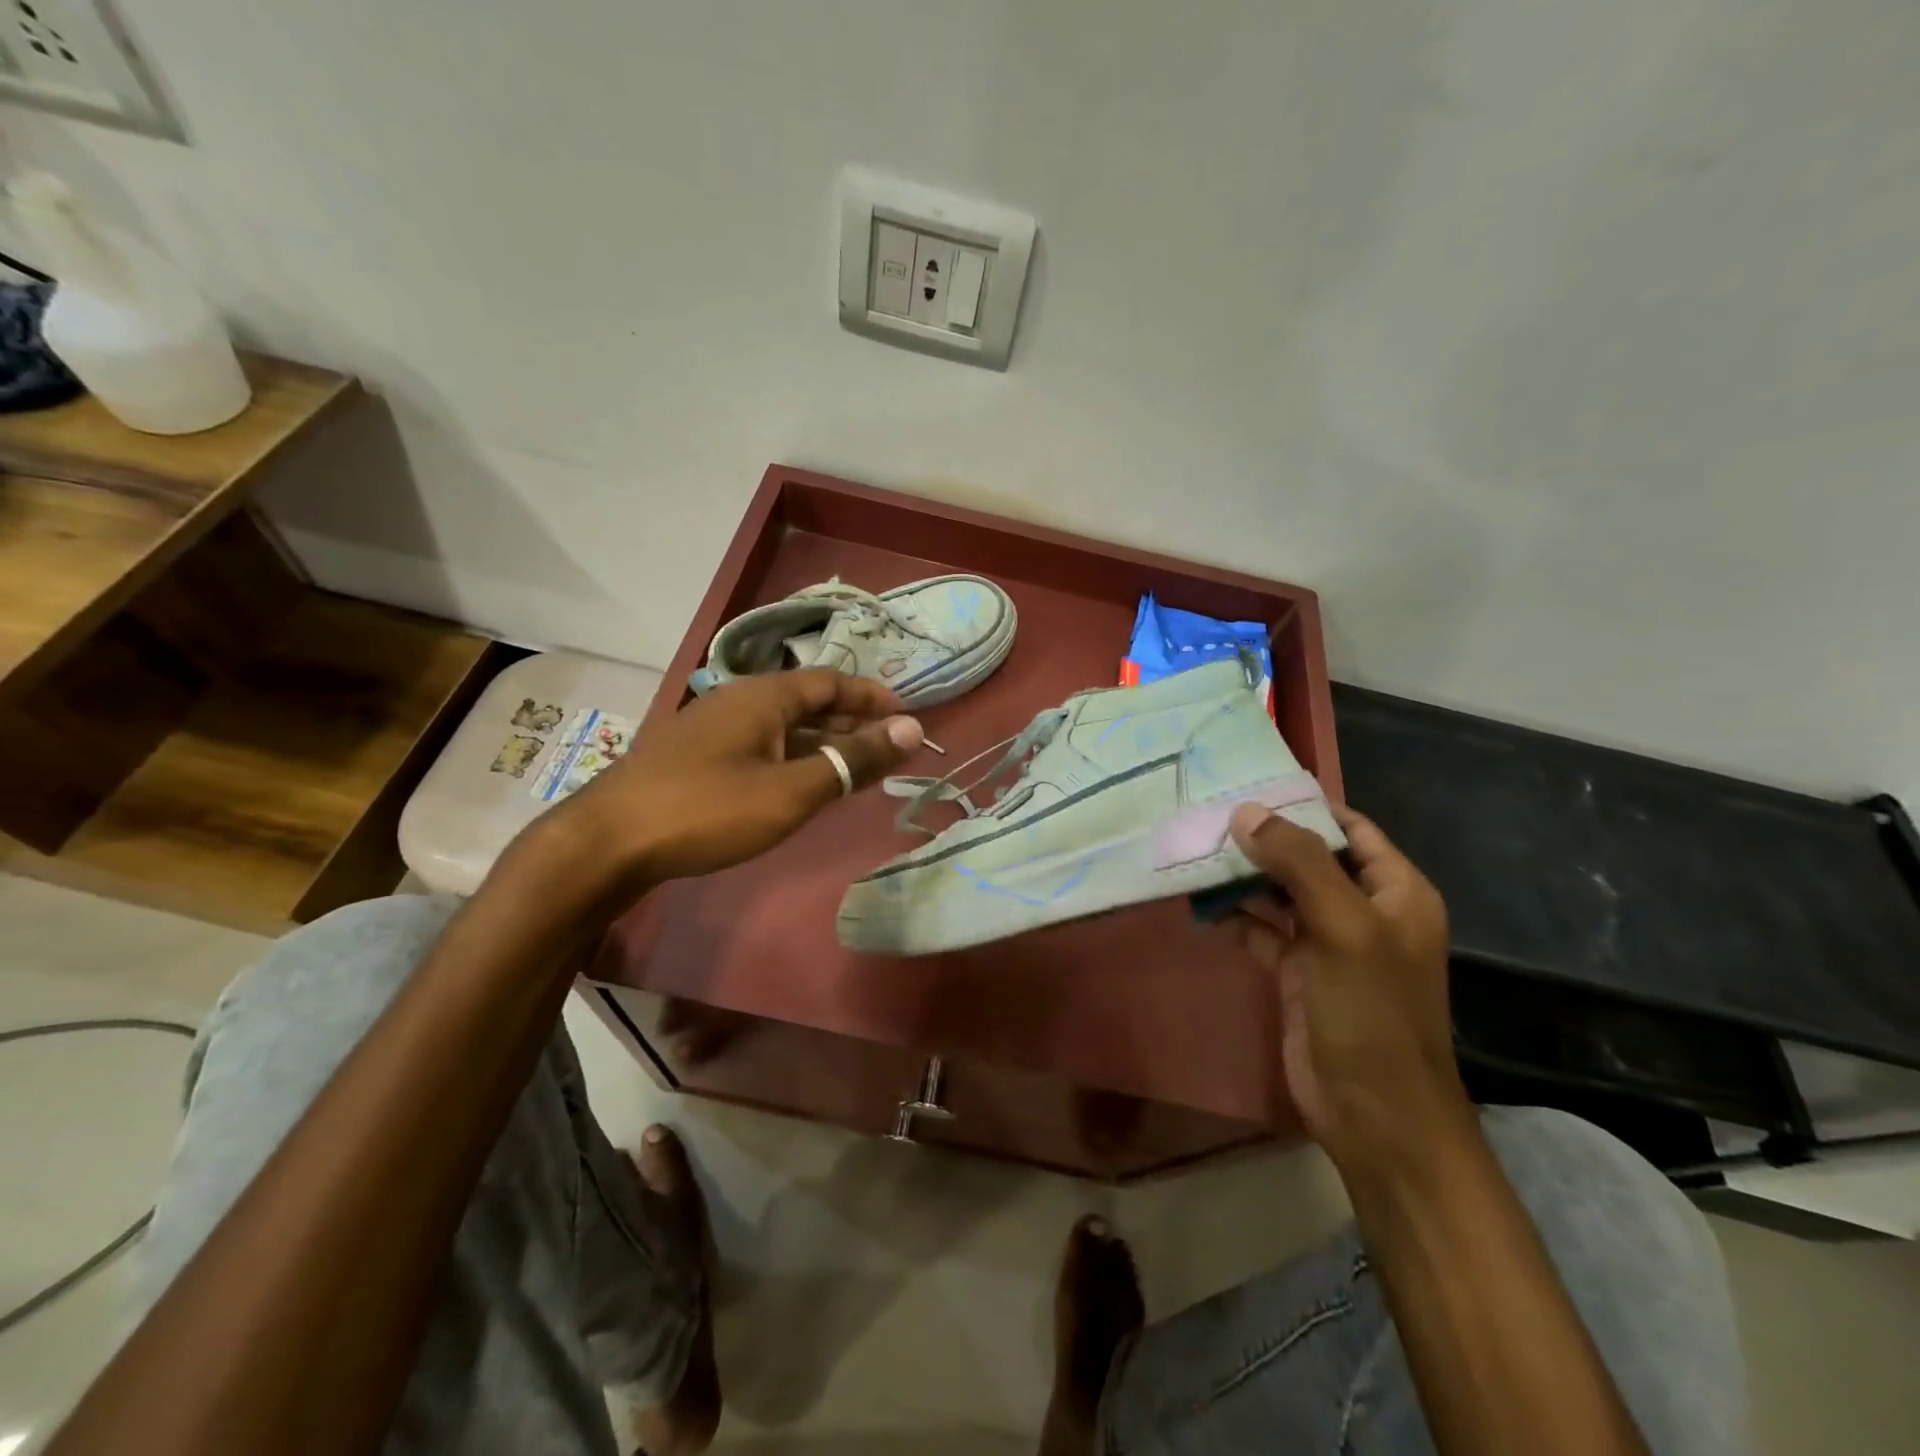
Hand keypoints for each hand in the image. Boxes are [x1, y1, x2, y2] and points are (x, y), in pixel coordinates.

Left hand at [555, 668, 923, 883]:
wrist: (606, 843)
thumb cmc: (708, 810)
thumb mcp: (791, 789)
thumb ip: (852, 759)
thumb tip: (912, 729)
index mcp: (763, 695)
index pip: (832, 681)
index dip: (872, 697)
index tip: (907, 717)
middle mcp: (738, 700)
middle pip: (807, 701)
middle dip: (851, 721)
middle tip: (888, 748)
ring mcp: (712, 729)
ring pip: (781, 727)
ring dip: (821, 743)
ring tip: (854, 769)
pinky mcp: (695, 758)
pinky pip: (759, 746)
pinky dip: (791, 758)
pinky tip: (798, 785)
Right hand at [1226, 803, 1467, 1171]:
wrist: (1374, 1115)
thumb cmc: (1372, 1013)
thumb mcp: (1343, 927)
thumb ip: (1299, 863)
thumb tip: (1246, 813)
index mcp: (1393, 891)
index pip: (1348, 828)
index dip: (1302, 806)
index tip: (1247, 787)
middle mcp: (1362, 909)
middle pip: (1308, 857)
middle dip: (1262, 839)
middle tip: (1206, 816)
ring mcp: (1327, 942)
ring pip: (1279, 893)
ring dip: (1242, 876)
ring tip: (1194, 852)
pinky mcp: (1296, 972)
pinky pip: (1261, 930)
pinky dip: (1234, 916)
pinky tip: (1200, 905)